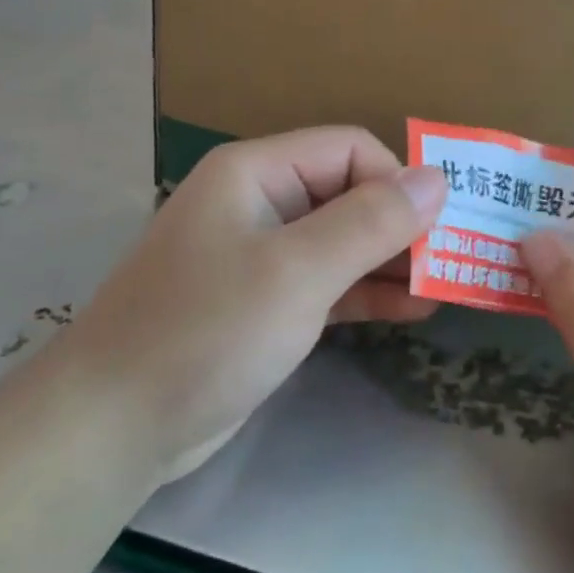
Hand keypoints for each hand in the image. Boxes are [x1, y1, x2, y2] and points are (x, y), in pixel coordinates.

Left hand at [64, 128, 447, 482]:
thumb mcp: (297, 272)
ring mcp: (260, 257)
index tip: (436, 232)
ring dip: (392, 262)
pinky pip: (328, 284)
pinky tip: (413, 309)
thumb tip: (437, 178)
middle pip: (348, 194)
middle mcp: (258, 204)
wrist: (118, 423)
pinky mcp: (264, 306)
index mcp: (256, 173)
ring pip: (342, 243)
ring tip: (446, 287)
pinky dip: (368, 293)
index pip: (348, 149)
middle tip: (455, 262)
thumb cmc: (208, 331)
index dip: (396, 182)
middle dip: (402, 225)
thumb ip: (370, 222)